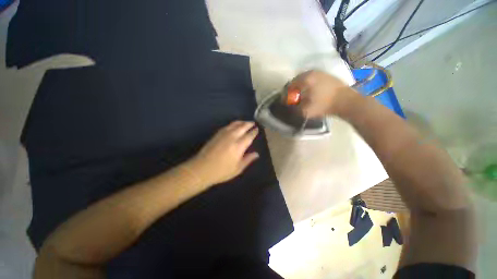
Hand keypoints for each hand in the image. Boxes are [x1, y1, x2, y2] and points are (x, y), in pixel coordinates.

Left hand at [185, 121, 259, 185]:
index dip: (254, 132)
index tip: (257, 129)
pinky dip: (233, 124)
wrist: (201, 169)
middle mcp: (232, 137)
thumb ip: (248, 159)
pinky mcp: (216, 134)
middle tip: (253, 123)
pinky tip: (234, 125)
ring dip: (241, 122)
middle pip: (242, 127)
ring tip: (245, 122)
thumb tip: (256, 154)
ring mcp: (223, 134)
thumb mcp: (237, 168)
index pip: (249, 135)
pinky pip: (227, 126)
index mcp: (239, 146)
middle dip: (249, 124)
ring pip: (234, 124)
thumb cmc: (221, 171)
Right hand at [288, 70, 353, 117]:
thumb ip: (294, 108)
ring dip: (300, 86)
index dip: (286, 94)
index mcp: (305, 79)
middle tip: (293, 98)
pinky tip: (310, 91)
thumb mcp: (305, 111)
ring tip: (301, 95)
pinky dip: (308, 84)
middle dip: (293, 90)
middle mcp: (311, 72)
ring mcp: (319, 72)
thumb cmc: (324, 105)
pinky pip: (312, 78)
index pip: (289, 85)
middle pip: (296, 80)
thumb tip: (289, 105)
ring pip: (304, 78)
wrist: (346, 101)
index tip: (286, 101)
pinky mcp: (326, 74)